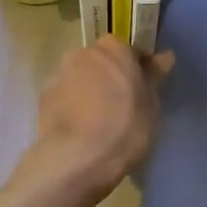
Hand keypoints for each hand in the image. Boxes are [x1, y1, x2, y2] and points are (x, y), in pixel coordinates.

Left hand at [30, 36, 173, 196]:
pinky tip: (80, 128)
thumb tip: (164, 56)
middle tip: (120, 104)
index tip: (141, 88)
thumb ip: (154, 77)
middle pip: (99, 61)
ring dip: (88, 90)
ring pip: (79, 77)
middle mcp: (82, 53)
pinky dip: (71, 105)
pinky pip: (64, 95)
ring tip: (98, 120)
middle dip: (108, 76)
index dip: (135, 68)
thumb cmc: (125, 128)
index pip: (127, 49)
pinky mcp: (43, 97)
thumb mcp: (151, 105)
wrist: (77, 158)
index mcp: (113, 49)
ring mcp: (59, 74)